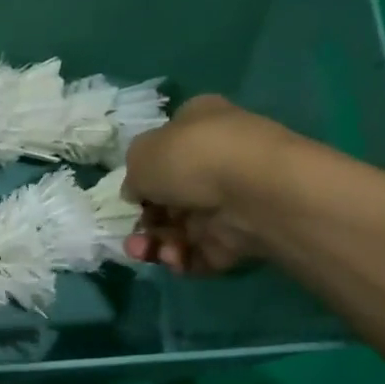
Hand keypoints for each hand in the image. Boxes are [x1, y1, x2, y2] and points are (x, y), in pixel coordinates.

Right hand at [122, 96, 286, 275]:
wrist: (253, 193)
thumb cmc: (191, 159)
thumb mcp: (141, 155)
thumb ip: (132, 175)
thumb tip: (139, 192)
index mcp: (198, 124)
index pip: (166, 147)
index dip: (143, 173)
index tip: (131, 194)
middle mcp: (216, 159)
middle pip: (169, 196)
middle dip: (145, 221)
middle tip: (134, 235)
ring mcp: (229, 199)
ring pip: (181, 228)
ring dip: (157, 244)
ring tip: (146, 252)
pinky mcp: (240, 235)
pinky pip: (201, 251)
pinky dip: (183, 259)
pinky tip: (175, 258)